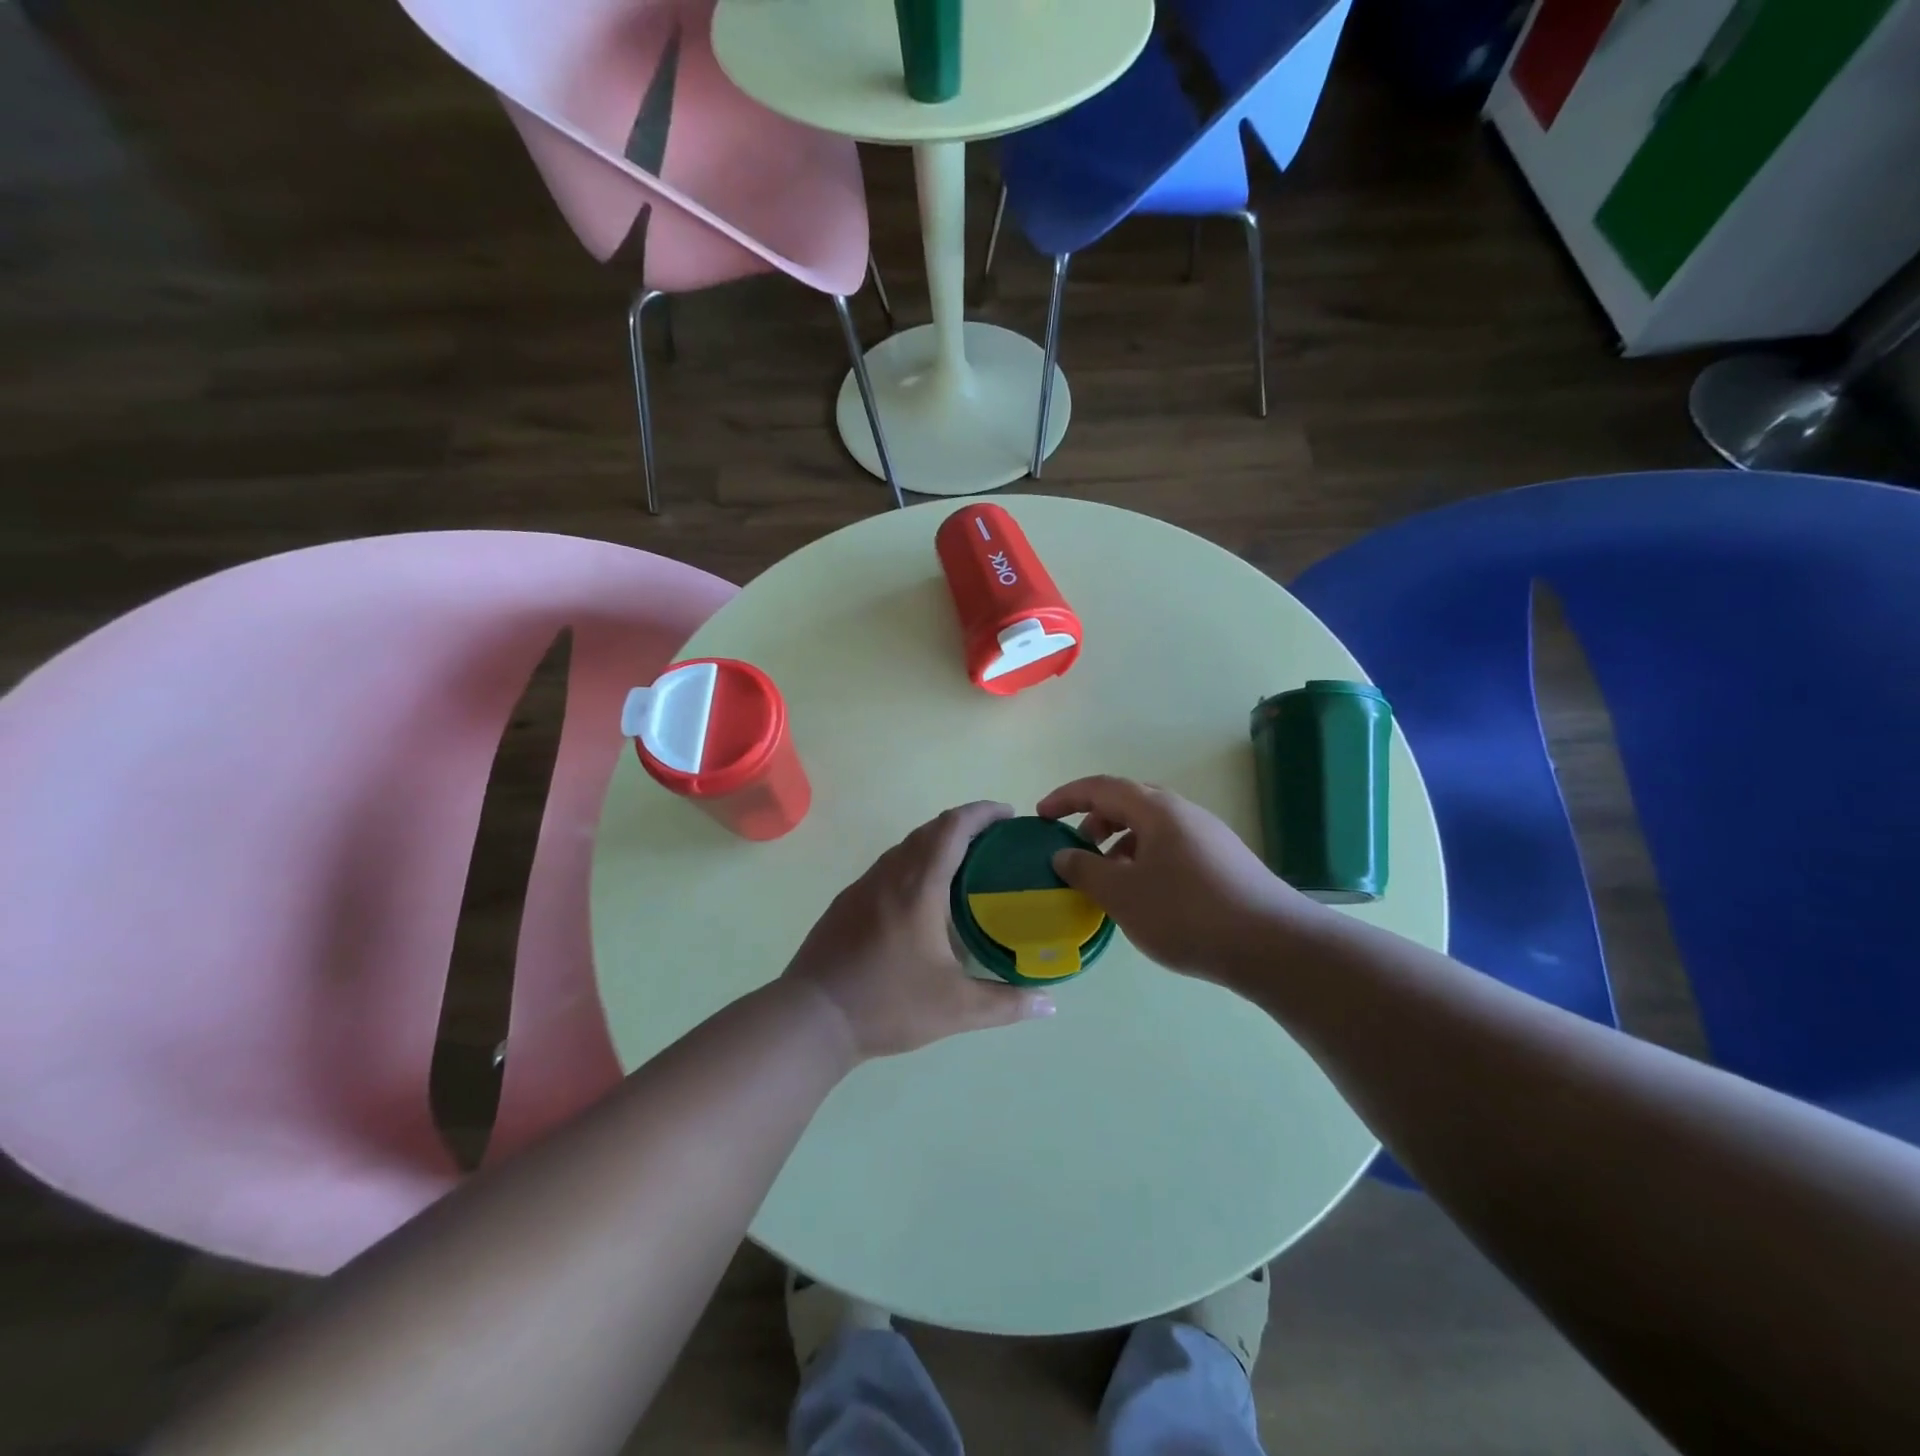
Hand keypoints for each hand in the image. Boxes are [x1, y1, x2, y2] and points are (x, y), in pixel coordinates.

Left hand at [782, 801, 1056, 1058]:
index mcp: (918, 886)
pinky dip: (914, 863)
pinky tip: (923, 897)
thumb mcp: (955, 1009)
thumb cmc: (887, 1004)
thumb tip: (1049, 1004)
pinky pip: (888, 867)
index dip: (981, 812)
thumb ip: (1006, 1004)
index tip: (1008, 813)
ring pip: (905, 847)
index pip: (952, 828)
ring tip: (965, 865)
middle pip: (929, 830)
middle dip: (964, 824)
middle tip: (995, 841)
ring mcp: (862, 886)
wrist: (811, 1018)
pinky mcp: (846, 903)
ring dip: (936, 843)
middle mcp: (889, 875)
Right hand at [1037, 776, 1314, 980]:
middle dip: (1095, 820)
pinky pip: (1171, 847)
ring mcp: (1208, 836)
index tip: (1041, 816)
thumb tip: (1064, 855)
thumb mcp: (1123, 895)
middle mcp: (1184, 813)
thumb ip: (1086, 870)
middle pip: (1128, 802)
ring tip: (1108, 878)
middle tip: (1076, 848)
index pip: (1102, 787)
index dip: (1066, 797)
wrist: (1273, 946)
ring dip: (1120, 843)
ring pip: (1152, 827)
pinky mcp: (1224, 862)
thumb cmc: (1187, 914)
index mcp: (1156, 810)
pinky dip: (1145, 859)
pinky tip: (1145, 896)